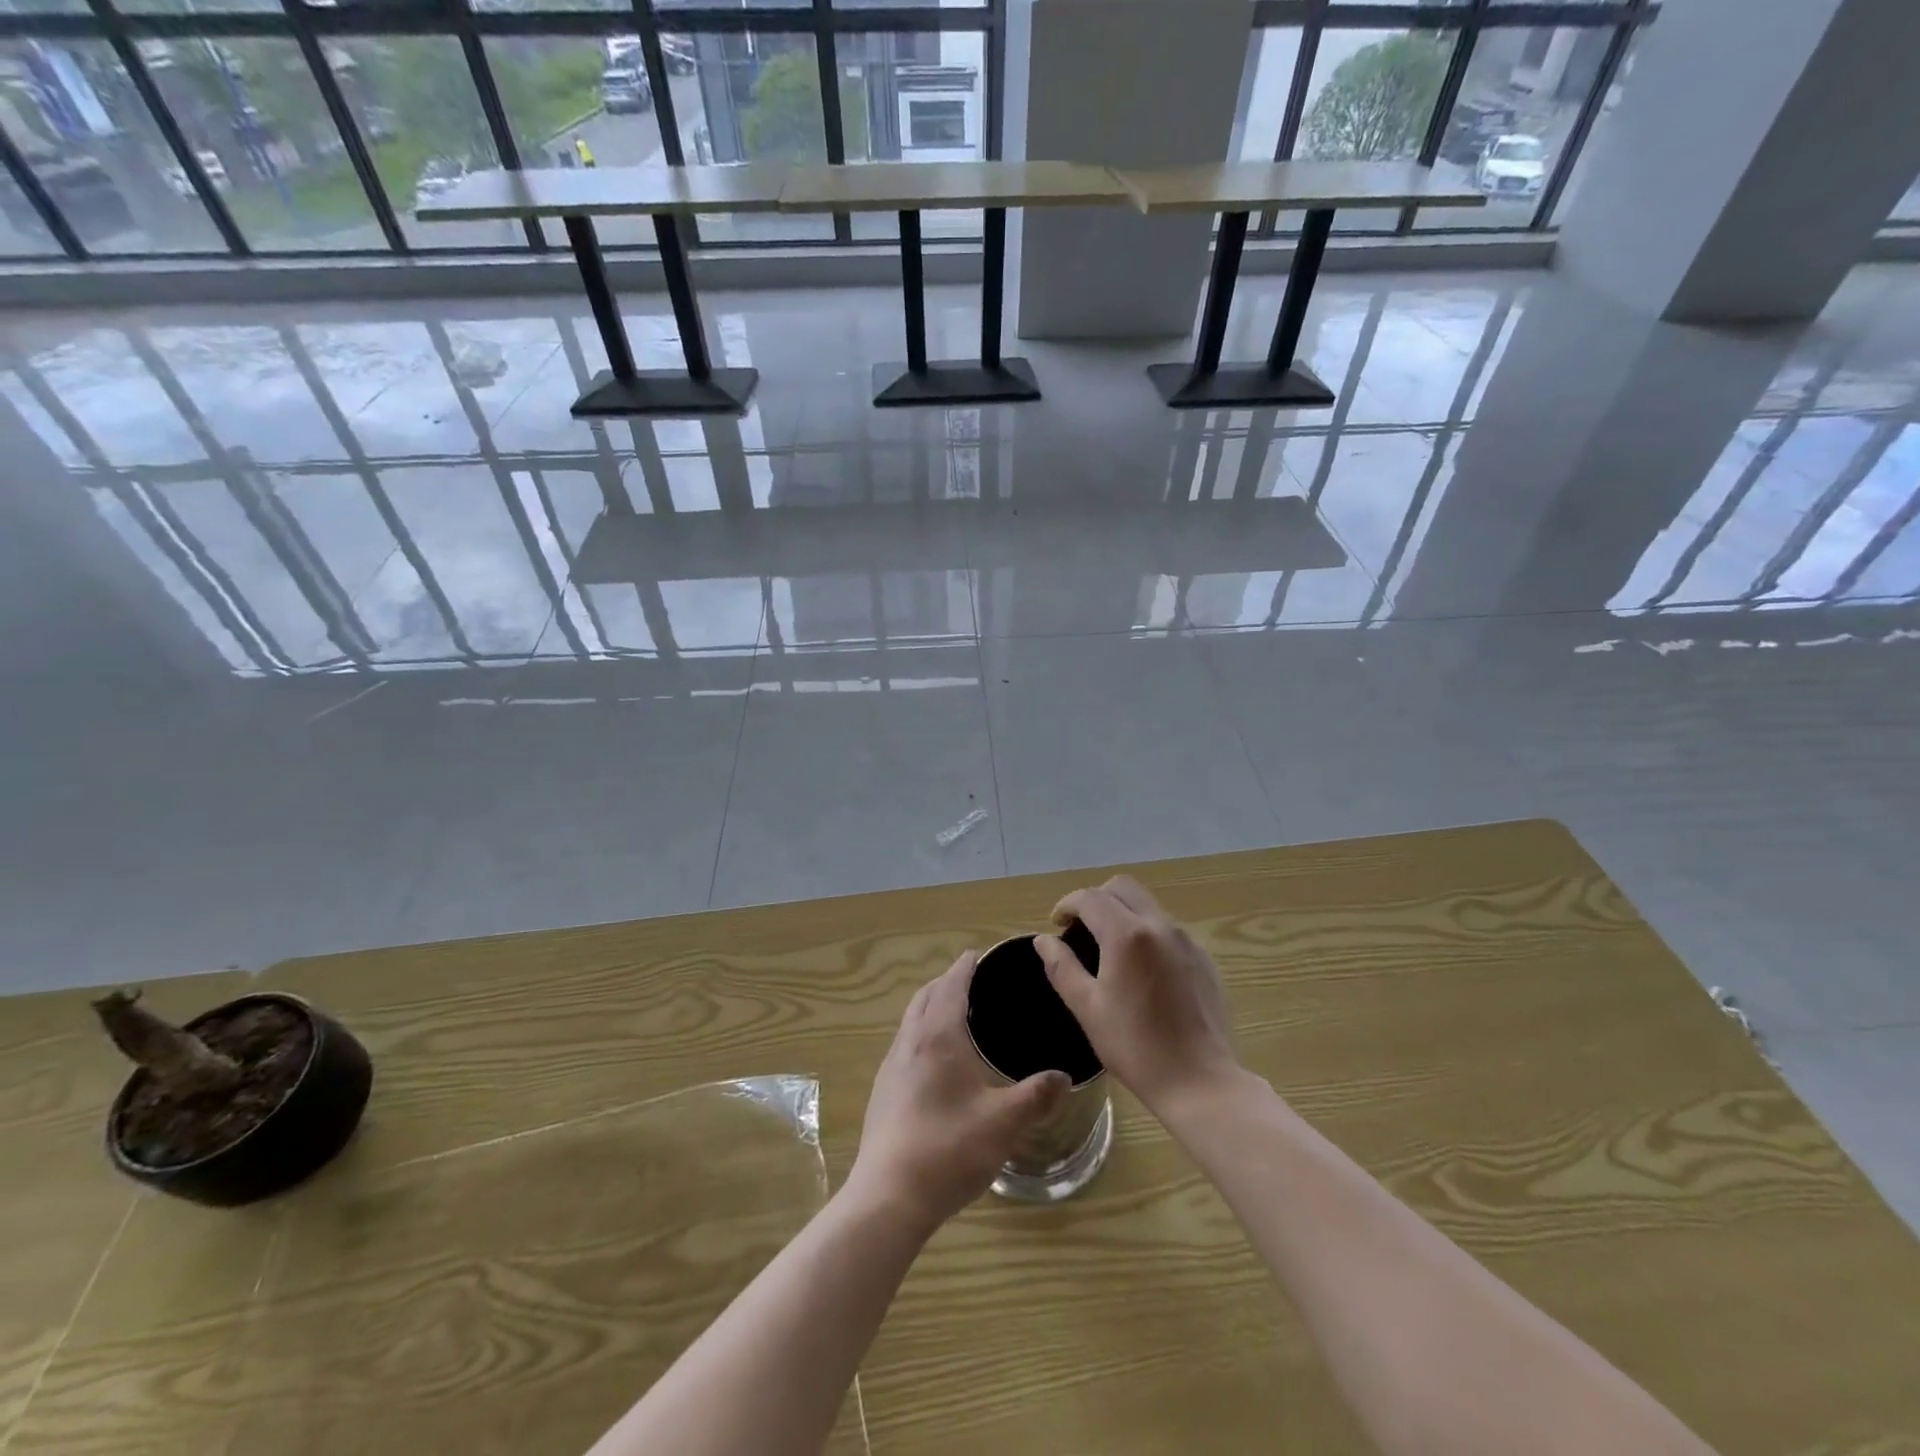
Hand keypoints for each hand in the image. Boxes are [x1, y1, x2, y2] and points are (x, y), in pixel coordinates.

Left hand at [848, 952, 1070, 1231]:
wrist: (889, 1197)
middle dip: (945, 983)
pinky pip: (904, 1045)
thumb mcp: (1004, 1123)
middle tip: (972, 982)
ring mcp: (891, 1068)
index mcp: (938, 1036)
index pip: (951, 985)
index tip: (978, 954)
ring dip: (930, 1007)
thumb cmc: (949, 1149)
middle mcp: (910, 1042)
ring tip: (956, 1017)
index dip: (965, 967)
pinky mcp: (882, 1093)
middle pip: (925, 997)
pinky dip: (921, 1034)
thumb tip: (1064, 1076)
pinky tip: (936, 1063)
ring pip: (911, 1020)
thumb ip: (1037, 1096)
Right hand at [1035, 876, 1237, 1114]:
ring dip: (1123, 912)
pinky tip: (1142, 968)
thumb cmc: (1135, 1046)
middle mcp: (1159, 925)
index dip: (1067, 904)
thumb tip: (1043, 940)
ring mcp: (1186, 939)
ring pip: (1148, 904)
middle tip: (1082, 929)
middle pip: (1123, 887)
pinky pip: (1168, 928)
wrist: (1199, 1080)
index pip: (1090, 897)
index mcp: (1126, 934)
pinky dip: (1147, 931)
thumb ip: (1061, 967)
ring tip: (1110, 948)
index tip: (1057, 924)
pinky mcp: (1203, 957)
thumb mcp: (1087, 1008)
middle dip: (1097, 899)